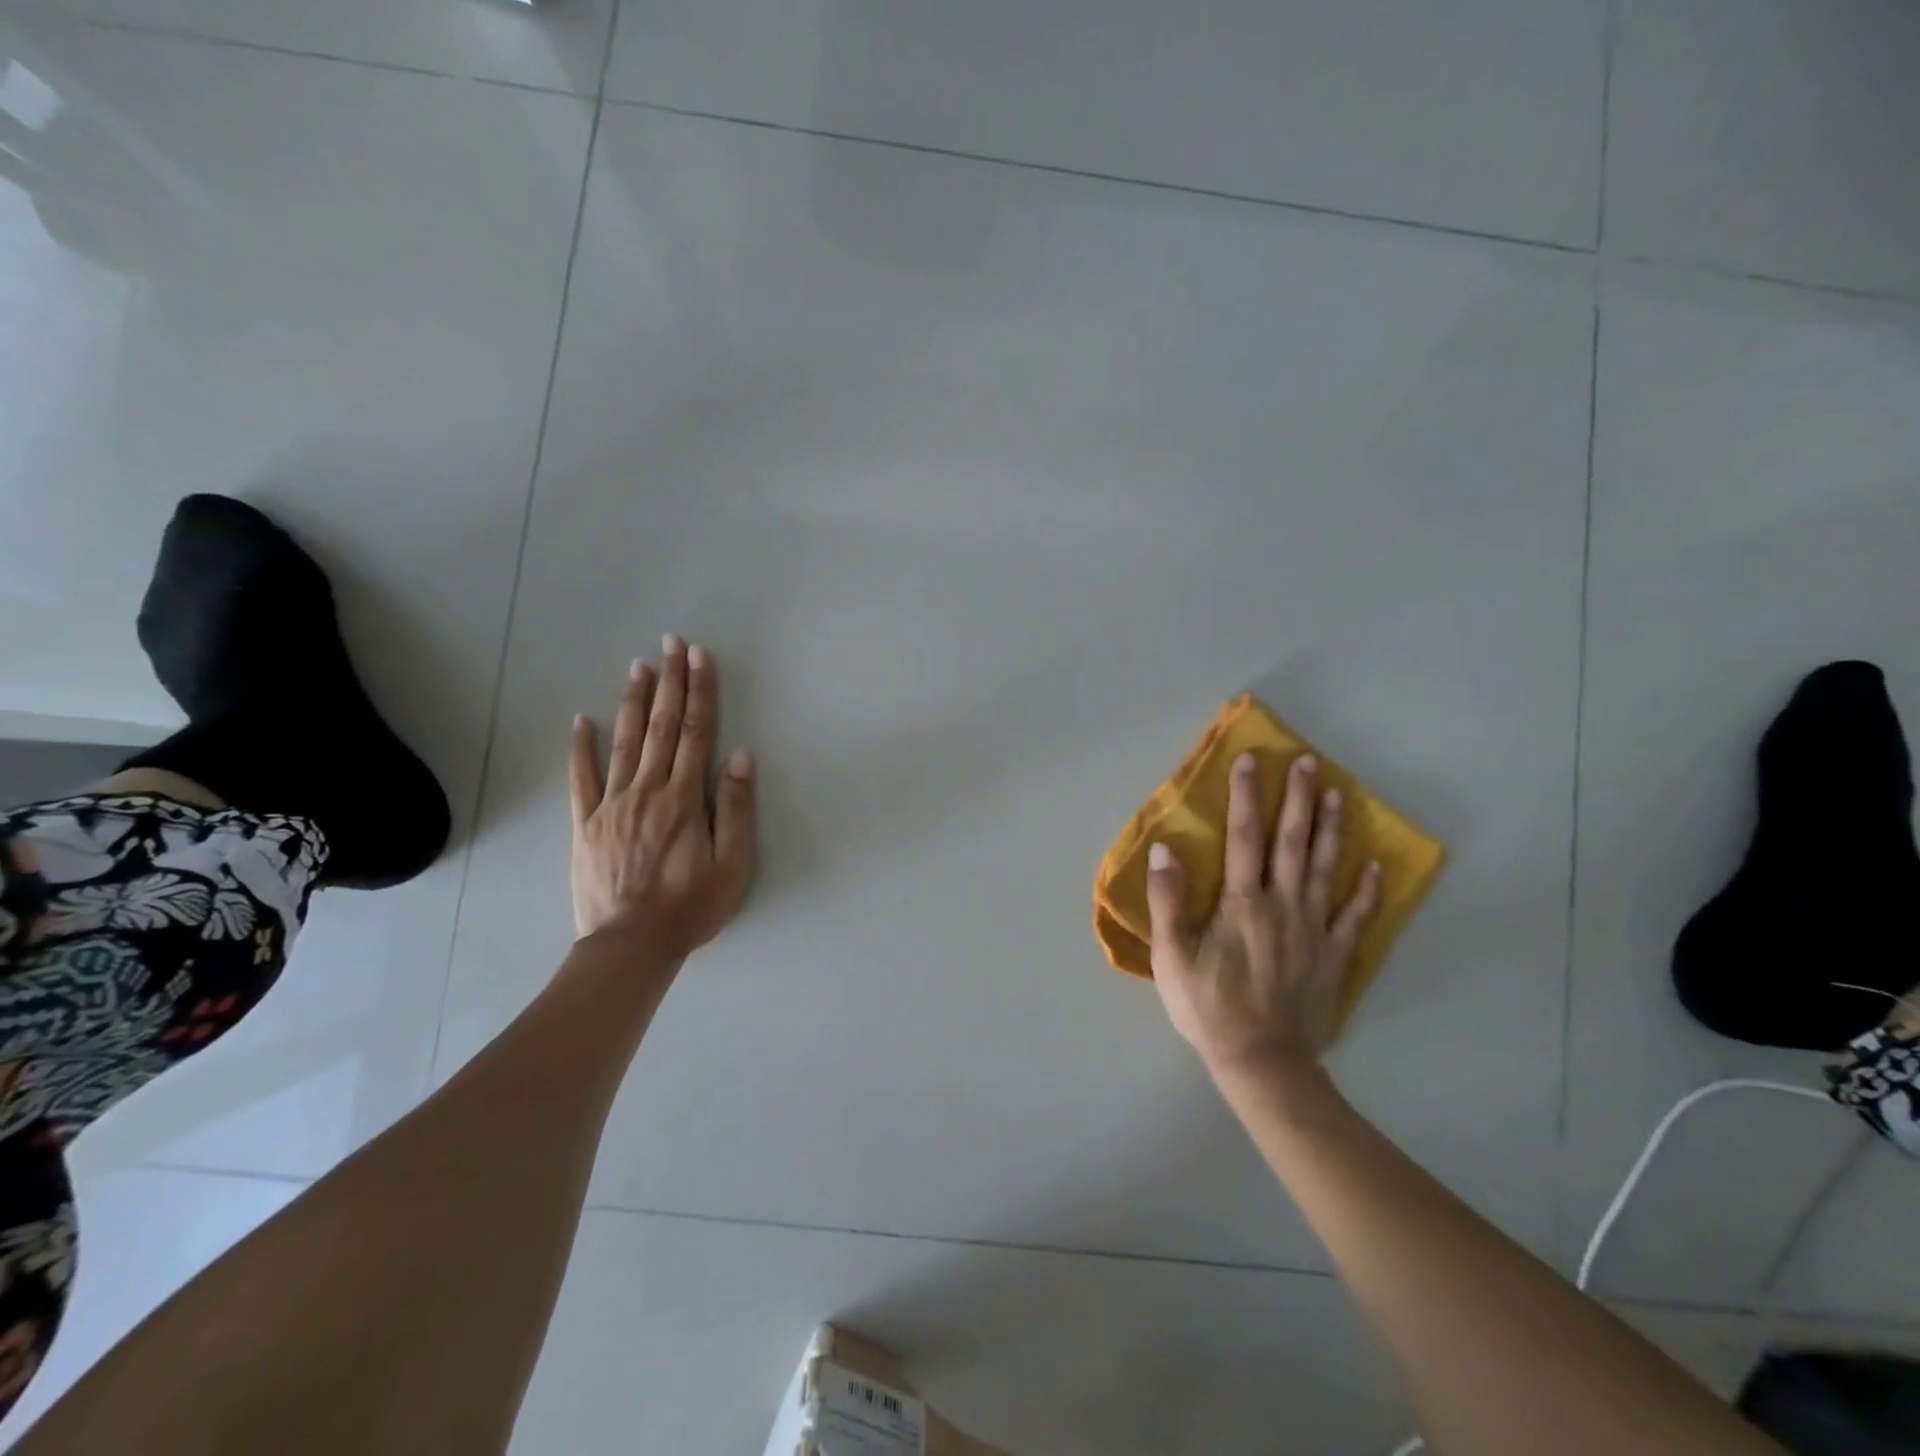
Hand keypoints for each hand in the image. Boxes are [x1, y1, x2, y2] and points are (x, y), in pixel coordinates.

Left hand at [568, 635, 756, 958]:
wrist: (630, 946)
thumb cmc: (691, 907)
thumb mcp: (732, 864)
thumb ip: (735, 808)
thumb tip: (739, 757)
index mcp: (685, 798)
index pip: (697, 733)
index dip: (700, 692)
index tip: (700, 657)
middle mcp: (648, 790)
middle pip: (662, 727)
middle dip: (670, 682)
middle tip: (670, 643)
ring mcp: (612, 805)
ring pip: (624, 743)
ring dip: (633, 702)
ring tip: (638, 666)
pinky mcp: (585, 825)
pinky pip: (580, 779)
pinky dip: (580, 748)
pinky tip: (579, 721)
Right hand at [1146, 752, 1380, 1078]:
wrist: (1261, 1061)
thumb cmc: (1208, 1006)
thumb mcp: (1172, 956)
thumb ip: (1168, 900)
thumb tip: (1165, 849)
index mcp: (1242, 903)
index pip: (1244, 838)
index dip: (1246, 796)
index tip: (1250, 760)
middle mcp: (1282, 905)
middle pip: (1291, 842)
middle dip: (1298, 798)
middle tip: (1308, 762)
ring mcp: (1314, 929)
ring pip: (1324, 868)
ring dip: (1331, 829)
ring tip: (1338, 794)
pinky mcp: (1334, 956)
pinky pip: (1355, 916)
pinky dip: (1367, 890)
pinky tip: (1374, 866)